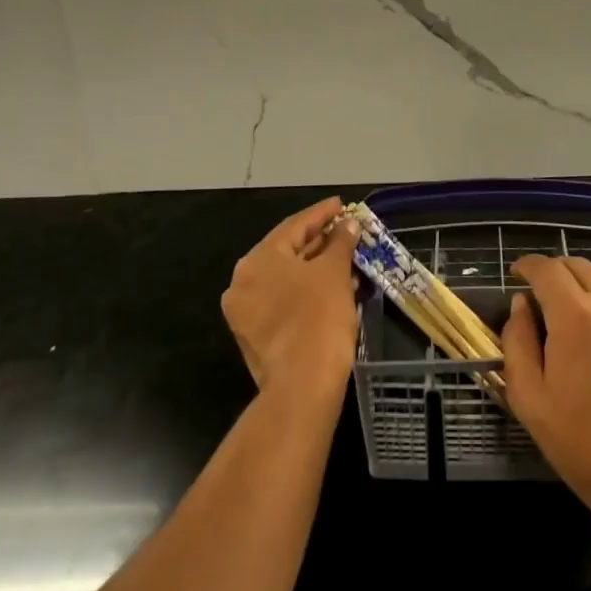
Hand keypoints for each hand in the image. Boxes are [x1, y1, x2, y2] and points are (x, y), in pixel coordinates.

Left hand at [221, 197, 359, 402]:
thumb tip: (348, 225)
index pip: (294, 226)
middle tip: (346, 232)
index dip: (322, 213)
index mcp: (257, 260)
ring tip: (347, 260)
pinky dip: (307, 291)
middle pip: (287, 251)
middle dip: (320, 242)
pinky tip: (335, 288)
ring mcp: (246, 313)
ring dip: (317, 268)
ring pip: (287, 279)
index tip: (342, 205)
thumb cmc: (318, 316)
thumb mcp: (335, 271)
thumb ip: (340, 242)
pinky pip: (284, 301)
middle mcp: (243, 282)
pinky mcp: (256, 338)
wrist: (303, 386)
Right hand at [502, 255, 590, 514]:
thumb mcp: (530, 400)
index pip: (546, 268)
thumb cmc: (585, 444)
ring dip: (586, 283)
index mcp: (574, 314)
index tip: (517, 275)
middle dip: (555, 272)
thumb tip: (521, 306)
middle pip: (578, 265)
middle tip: (543, 294)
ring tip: (576, 309)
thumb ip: (518, 343)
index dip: (527, 265)